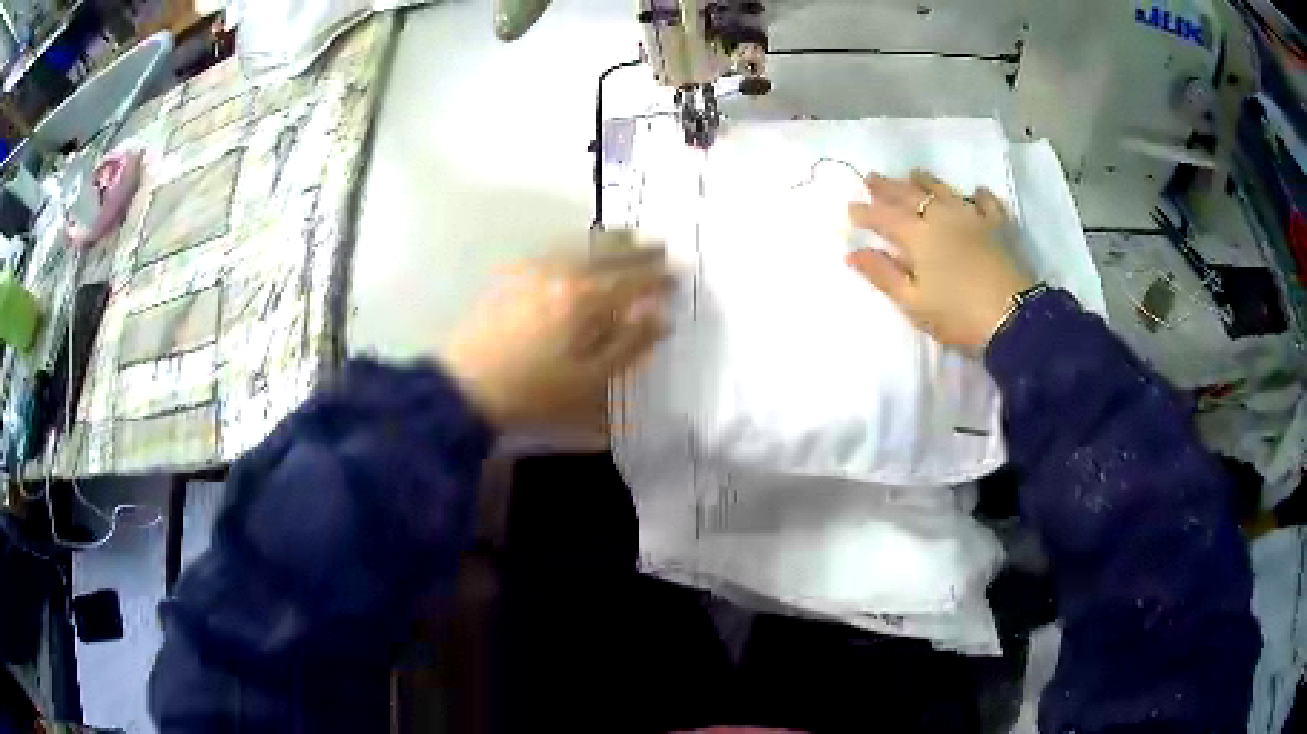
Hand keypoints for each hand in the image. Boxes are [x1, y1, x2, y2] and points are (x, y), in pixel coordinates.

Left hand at [442, 244, 668, 431]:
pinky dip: (575, 244)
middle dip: (637, 248)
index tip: (678, 273)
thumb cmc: (533, 392)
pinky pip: (552, 248)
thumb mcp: (590, 380)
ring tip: (626, 238)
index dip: (658, 277)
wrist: (464, 387)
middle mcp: (561, 273)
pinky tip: (577, 251)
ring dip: (607, 240)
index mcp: (585, 299)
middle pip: (607, 252)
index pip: (633, 280)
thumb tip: (660, 317)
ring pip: (578, 244)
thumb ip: (629, 345)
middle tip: (659, 245)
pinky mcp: (510, 275)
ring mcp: (532, 270)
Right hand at [846, 170, 1032, 351]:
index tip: (851, 208)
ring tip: (913, 174)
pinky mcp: (998, 225)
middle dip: (888, 187)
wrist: (1012, 317)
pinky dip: (977, 195)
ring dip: (925, 181)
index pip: (884, 217)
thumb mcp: (913, 303)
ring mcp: (972, 217)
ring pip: (944, 190)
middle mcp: (942, 217)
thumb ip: (883, 275)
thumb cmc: (957, 315)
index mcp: (918, 236)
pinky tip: (974, 193)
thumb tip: (852, 253)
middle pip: (910, 195)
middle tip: (872, 178)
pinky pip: (986, 202)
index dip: (865, 212)